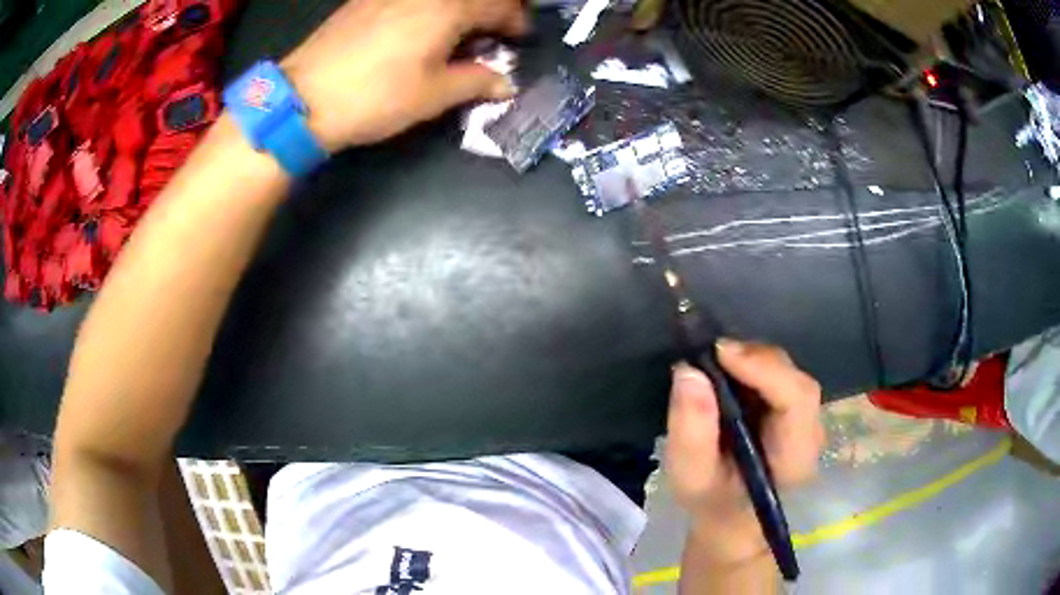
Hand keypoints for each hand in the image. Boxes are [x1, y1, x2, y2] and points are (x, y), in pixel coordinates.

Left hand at [281, 0, 526, 152]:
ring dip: (459, 8)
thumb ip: (476, 82)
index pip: (499, 6)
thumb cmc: (375, 97)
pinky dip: (429, 7)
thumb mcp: (433, 95)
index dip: (516, 22)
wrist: (303, 99)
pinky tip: (421, 25)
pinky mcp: (365, 1)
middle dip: (491, 10)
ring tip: (459, 31)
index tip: (520, 39)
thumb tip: (506, 84)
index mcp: (448, 8)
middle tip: (494, 31)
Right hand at [665, 340, 823, 562]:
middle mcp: (811, 432)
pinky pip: (779, 375)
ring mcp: (806, 418)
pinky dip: (752, 366)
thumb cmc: (712, 501)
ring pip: (789, 373)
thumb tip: (689, 372)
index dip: (765, 369)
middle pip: (796, 381)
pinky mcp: (793, 408)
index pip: (797, 400)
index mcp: (795, 457)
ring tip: (715, 362)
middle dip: (756, 360)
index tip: (721, 353)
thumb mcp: (691, 476)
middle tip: (712, 354)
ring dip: (753, 360)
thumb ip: (690, 431)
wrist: (730, 514)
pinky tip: (728, 370)